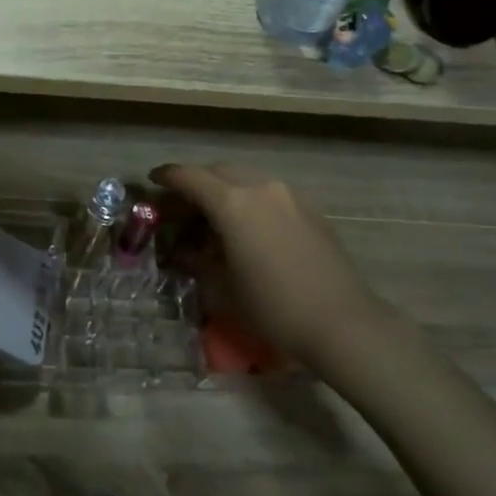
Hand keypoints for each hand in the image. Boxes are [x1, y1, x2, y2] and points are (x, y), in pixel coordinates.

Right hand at [153, 162, 382, 360]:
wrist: (343, 323)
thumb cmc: (272, 306)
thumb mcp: (221, 287)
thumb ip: (195, 260)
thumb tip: (182, 251)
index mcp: (232, 202)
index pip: (188, 176)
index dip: (166, 177)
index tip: (153, 182)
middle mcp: (259, 187)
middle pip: (217, 172)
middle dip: (195, 183)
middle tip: (181, 208)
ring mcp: (289, 196)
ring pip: (245, 179)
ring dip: (224, 191)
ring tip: (215, 221)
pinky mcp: (310, 210)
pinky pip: (268, 194)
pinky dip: (249, 202)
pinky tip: (248, 230)